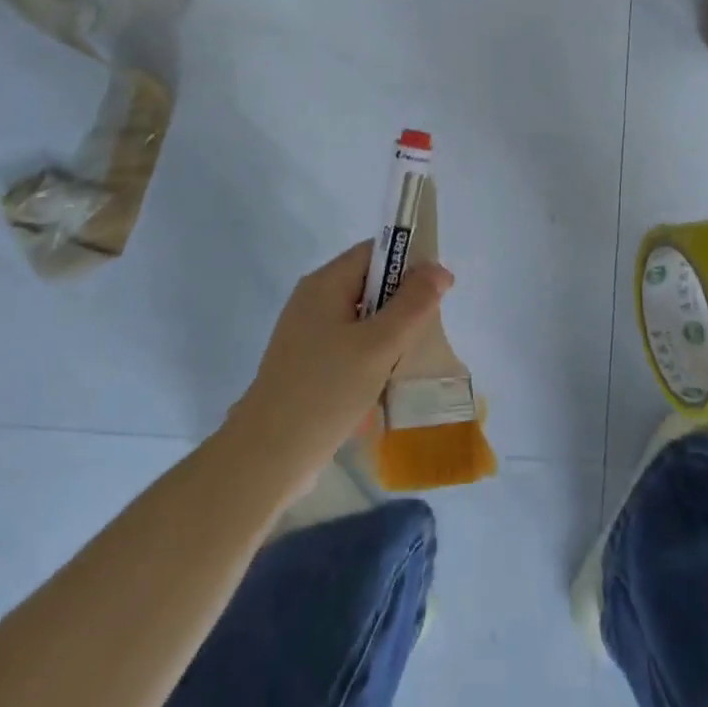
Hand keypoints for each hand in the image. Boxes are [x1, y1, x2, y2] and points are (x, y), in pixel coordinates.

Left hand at [224, 241, 452, 489]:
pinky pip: (349, 345)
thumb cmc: (326, 391)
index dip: (409, 264)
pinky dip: (371, 356)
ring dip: (389, 335)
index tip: (437, 294)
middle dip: (402, 304)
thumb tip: (438, 269)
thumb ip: (413, 304)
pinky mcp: (307, 364)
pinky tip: (384, 383)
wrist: (269, 454)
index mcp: (325, 284)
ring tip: (408, 361)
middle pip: (369, 284)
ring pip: (362, 319)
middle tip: (426, 333)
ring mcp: (307, 334)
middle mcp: (313, 300)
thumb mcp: (379, 344)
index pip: (374, 252)